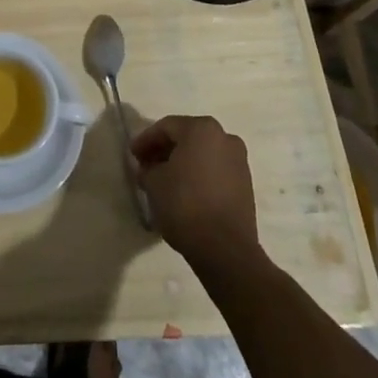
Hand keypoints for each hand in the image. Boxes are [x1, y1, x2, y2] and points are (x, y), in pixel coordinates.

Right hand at [131, 115, 259, 265]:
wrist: (225, 249)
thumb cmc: (185, 205)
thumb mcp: (154, 183)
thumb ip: (148, 168)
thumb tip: (150, 168)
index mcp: (202, 129)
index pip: (166, 127)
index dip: (146, 140)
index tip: (132, 155)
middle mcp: (225, 138)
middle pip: (187, 138)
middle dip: (164, 150)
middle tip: (146, 165)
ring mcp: (239, 162)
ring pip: (202, 155)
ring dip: (182, 163)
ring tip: (163, 181)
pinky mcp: (246, 185)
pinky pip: (215, 171)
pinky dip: (198, 176)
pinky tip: (184, 192)